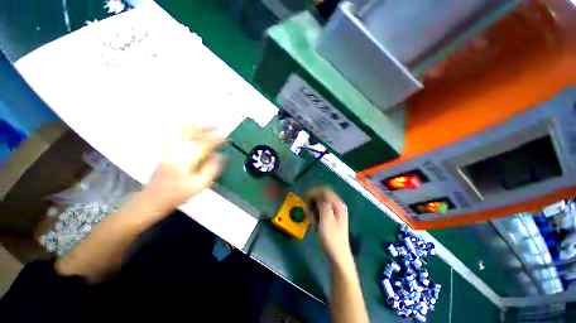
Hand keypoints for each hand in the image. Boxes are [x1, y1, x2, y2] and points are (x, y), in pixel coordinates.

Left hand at [141, 124, 225, 213]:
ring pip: (185, 129)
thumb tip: (220, 155)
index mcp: (189, 157)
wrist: (154, 197)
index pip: (208, 142)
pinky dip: (187, 129)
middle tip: (219, 128)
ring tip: (208, 127)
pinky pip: (178, 134)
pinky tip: (193, 130)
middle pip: (194, 130)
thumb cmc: (179, 193)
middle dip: (208, 127)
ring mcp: (171, 147)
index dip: (220, 140)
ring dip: (198, 126)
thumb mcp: (200, 184)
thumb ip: (212, 168)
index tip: (228, 140)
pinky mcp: (167, 149)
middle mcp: (180, 148)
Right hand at [305, 188, 352, 265]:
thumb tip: (318, 192)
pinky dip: (315, 215)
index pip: (324, 191)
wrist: (338, 256)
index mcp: (338, 204)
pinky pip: (320, 211)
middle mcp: (337, 205)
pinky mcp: (330, 217)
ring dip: (312, 210)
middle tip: (306, 211)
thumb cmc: (332, 238)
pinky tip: (314, 224)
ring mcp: (334, 212)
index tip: (305, 200)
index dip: (313, 193)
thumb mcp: (326, 220)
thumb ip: (323, 204)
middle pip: (321, 196)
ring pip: (319, 203)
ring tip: (311, 220)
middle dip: (312, 202)